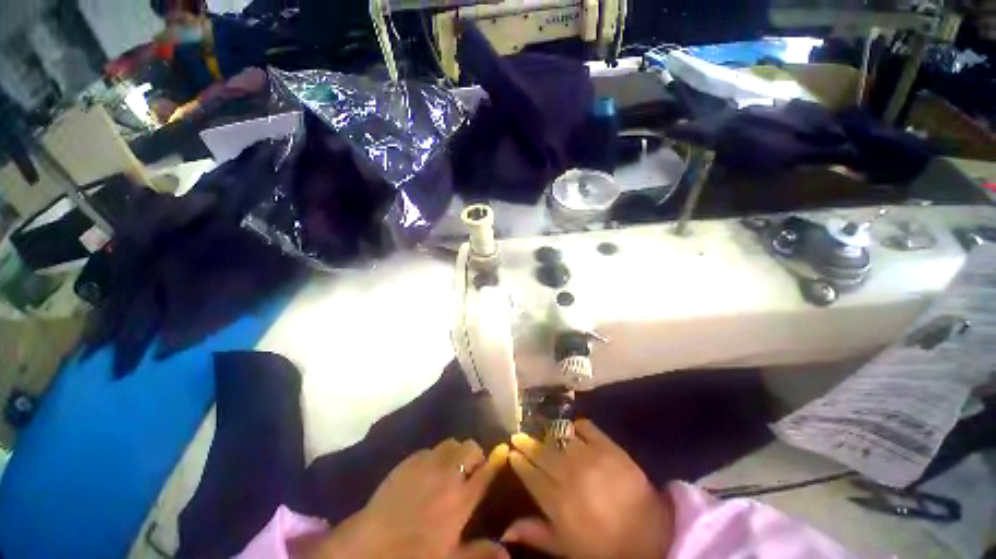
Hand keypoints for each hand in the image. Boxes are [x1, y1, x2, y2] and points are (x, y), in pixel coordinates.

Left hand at [300, 440, 509, 558]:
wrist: (368, 547)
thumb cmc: (413, 556)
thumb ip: (479, 554)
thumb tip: (507, 553)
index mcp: (462, 498)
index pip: (487, 470)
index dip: (494, 463)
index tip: (498, 460)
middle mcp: (448, 473)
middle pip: (471, 447)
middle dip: (474, 454)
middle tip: (470, 470)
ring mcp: (427, 463)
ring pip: (451, 443)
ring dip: (455, 452)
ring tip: (449, 468)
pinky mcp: (409, 461)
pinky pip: (429, 449)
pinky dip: (434, 456)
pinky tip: (427, 471)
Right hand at [503, 420, 671, 558]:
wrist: (651, 537)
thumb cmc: (604, 546)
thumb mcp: (567, 548)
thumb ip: (536, 534)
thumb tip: (506, 529)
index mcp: (558, 502)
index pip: (530, 475)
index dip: (519, 462)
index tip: (511, 452)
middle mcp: (570, 475)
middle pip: (542, 453)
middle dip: (527, 444)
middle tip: (519, 437)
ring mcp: (591, 458)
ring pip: (561, 438)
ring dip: (550, 436)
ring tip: (546, 436)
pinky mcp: (609, 447)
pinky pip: (587, 427)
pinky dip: (578, 427)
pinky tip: (574, 430)